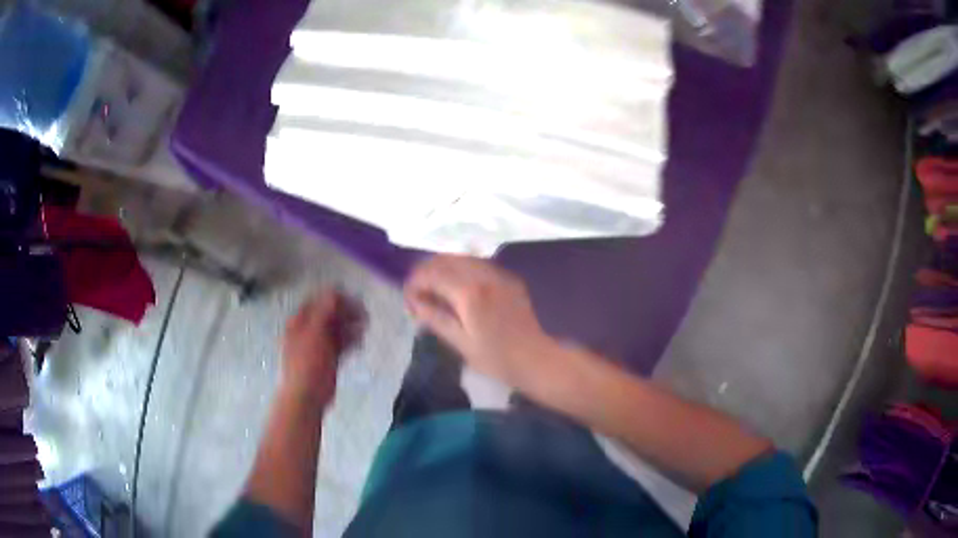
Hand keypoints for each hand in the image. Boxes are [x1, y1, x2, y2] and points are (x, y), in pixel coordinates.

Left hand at [281, 289, 364, 404]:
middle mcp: (308, 331)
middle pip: (329, 315)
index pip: (318, 302)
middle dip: (346, 312)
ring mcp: (319, 346)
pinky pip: (341, 345)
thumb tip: (334, 292)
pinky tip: (361, 342)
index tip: (353, 299)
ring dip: (350, 326)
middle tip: (364, 313)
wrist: (307, 396)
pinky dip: (351, 341)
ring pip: (337, 330)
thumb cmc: (307, 362)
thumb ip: (324, 311)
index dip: (335, 298)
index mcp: (299, 322)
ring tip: (365, 326)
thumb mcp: (314, 333)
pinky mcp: (329, 359)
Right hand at [404, 255, 554, 388]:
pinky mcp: (509, 279)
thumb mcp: (460, 342)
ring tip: (436, 291)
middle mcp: (484, 275)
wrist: (535, 359)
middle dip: (427, 272)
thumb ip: (435, 317)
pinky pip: (479, 265)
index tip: (408, 299)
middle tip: (419, 294)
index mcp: (469, 293)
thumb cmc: (495, 358)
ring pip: (463, 258)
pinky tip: (459, 290)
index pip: (432, 274)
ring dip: (444, 269)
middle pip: (446, 259)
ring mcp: (499, 275)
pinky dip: (462, 271)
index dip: (414, 283)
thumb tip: (414, 302)